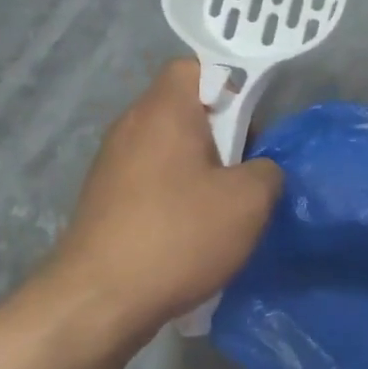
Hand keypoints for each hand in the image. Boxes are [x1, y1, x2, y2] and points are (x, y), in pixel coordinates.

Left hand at [47, 60, 282, 340]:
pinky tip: (192, 233)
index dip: (229, 85)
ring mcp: (112, 164)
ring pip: (169, 148)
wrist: (99, 301)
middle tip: (247, 171)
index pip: (194, 67)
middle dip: (221, 134)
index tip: (250, 124)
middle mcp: (131, 126)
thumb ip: (268, 171)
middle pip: (184, 109)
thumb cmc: (179, 236)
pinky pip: (151, 179)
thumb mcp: (249, 202)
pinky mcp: (104, 200)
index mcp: (164, 111)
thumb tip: (260, 170)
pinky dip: (176, 195)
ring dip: (200, 169)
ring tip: (223, 207)